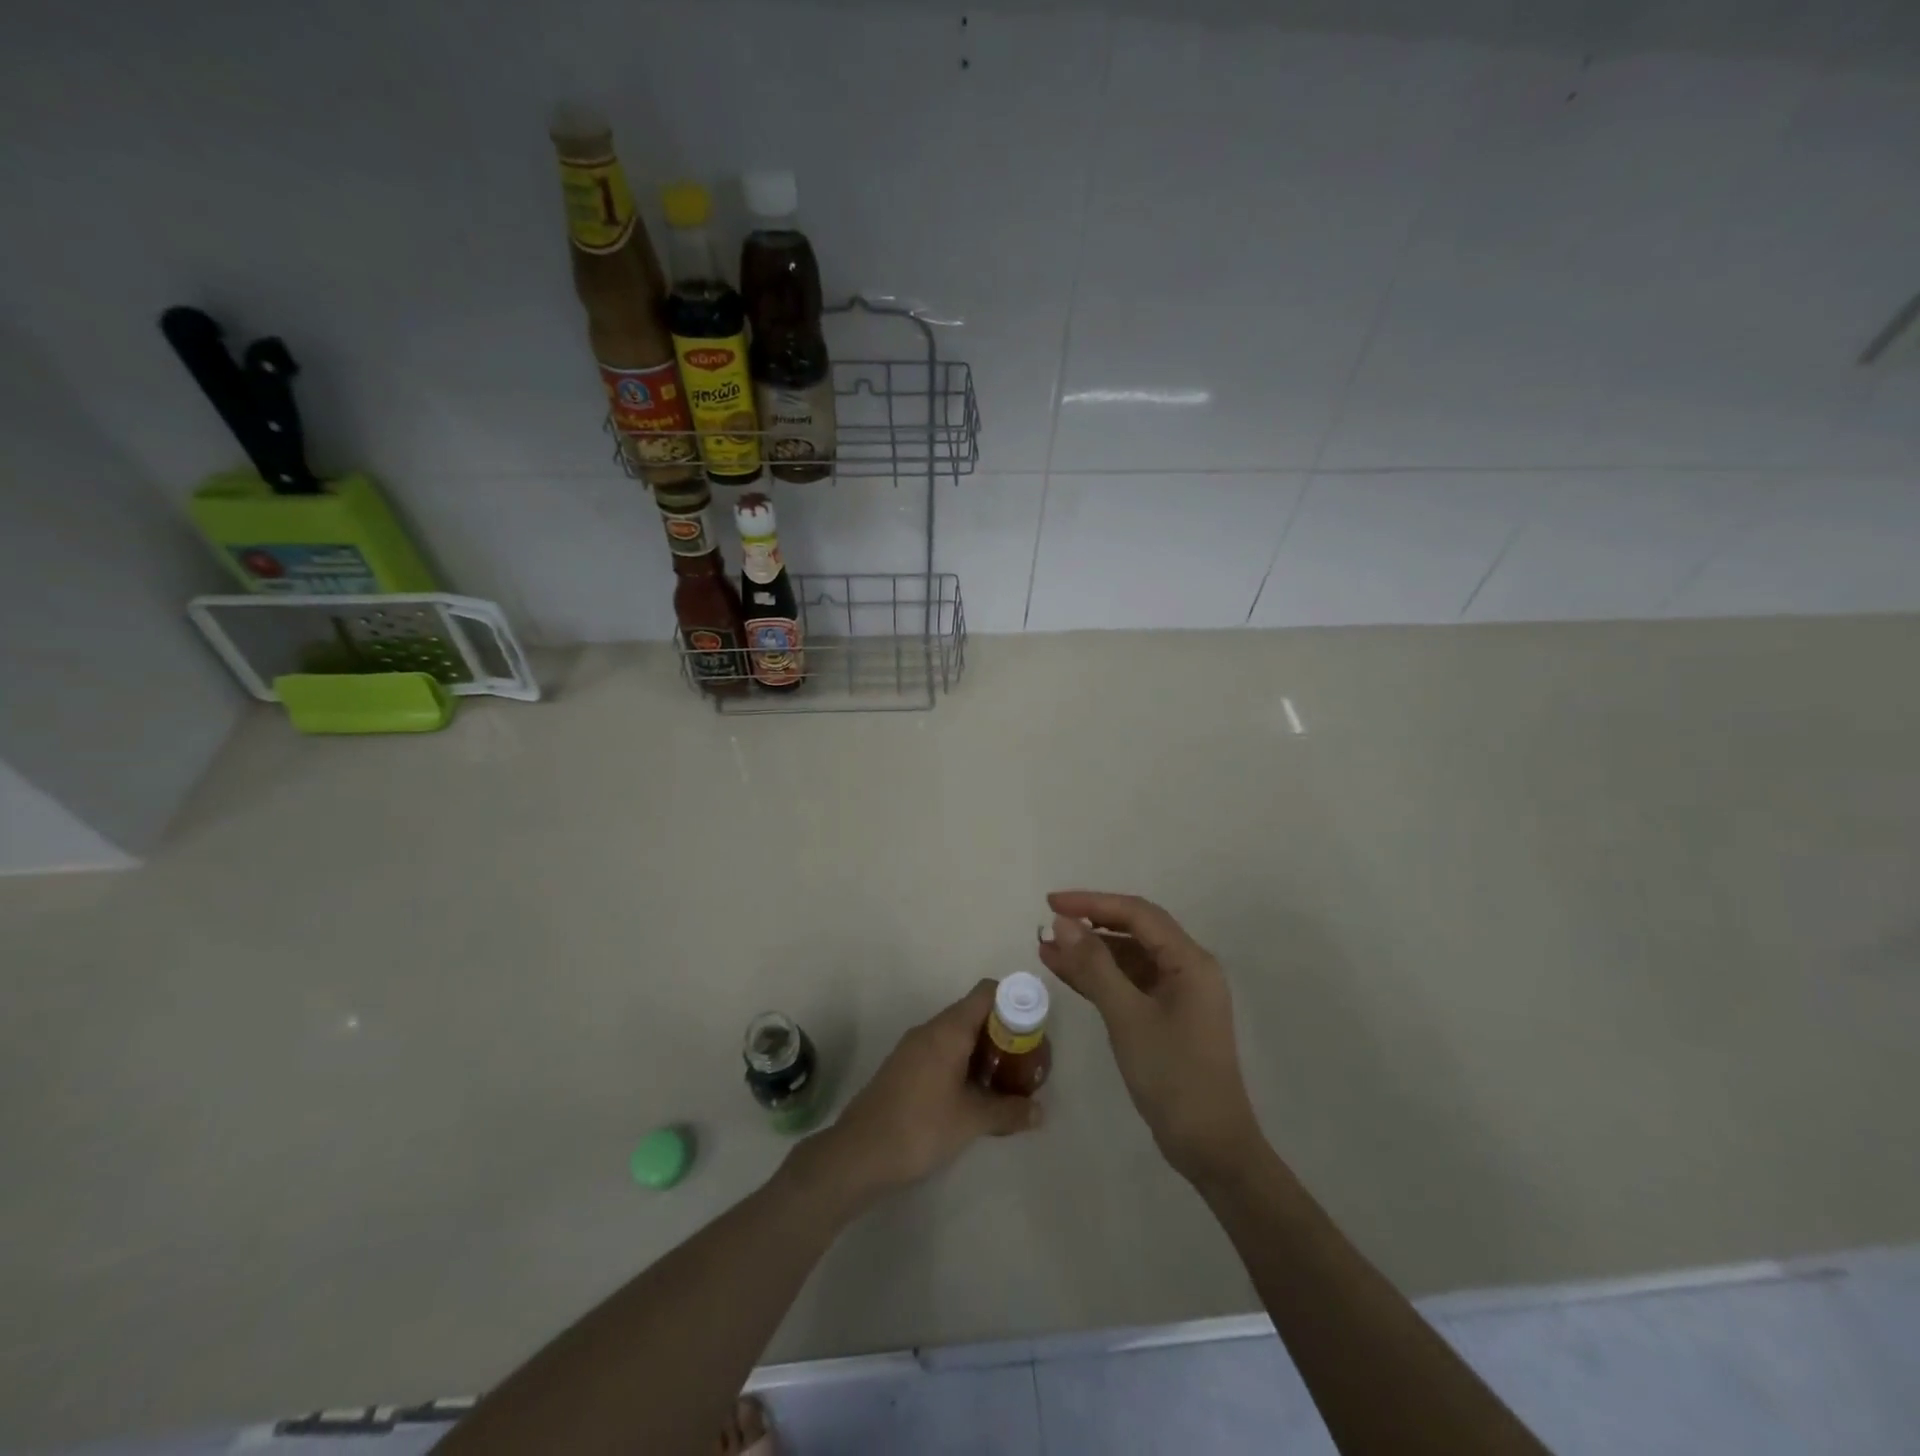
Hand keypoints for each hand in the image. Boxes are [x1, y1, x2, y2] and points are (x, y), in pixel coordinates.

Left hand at [789, 980, 1041, 1208]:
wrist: (858, 1154)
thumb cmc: (920, 1127)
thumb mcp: (971, 1120)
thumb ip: (1009, 1111)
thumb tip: (1040, 1112)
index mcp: (948, 1030)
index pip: (987, 993)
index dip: (1014, 1002)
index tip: (1034, 1029)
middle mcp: (930, 1029)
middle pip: (975, 1013)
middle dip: (1004, 1032)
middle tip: (1026, 1061)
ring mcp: (914, 1048)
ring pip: (958, 1035)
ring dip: (984, 1051)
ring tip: (1006, 1080)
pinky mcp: (904, 1068)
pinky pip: (942, 1051)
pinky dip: (964, 1063)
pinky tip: (974, 1095)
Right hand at [1039, 890, 1261, 1184]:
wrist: (1209, 1147)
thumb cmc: (1172, 1076)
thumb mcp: (1127, 1016)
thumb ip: (1094, 966)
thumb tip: (1062, 923)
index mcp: (1190, 961)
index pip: (1137, 914)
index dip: (1092, 903)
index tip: (1051, 903)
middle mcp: (1188, 969)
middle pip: (1133, 932)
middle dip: (1089, 926)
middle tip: (1047, 923)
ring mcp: (1177, 994)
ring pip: (1127, 959)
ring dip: (1089, 953)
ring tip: (1045, 948)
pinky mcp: (1165, 1017)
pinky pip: (1128, 984)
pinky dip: (1098, 978)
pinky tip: (1065, 972)